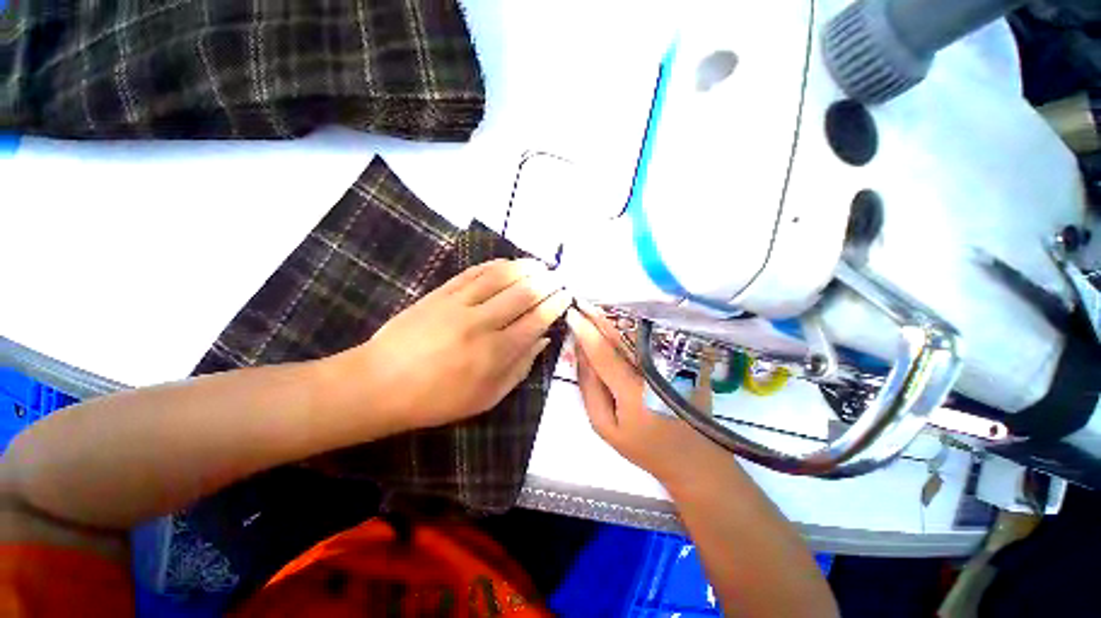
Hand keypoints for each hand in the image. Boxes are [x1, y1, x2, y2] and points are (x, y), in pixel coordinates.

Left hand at [331, 259, 570, 432]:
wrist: (380, 384)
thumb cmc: (438, 399)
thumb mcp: (487, 397)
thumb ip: (520, 368)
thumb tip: (543, 340)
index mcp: (496, 352)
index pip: (536, 320)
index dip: (555, 305)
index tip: (567, 295)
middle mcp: (482, 323)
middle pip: (523, 294)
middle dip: (547, 282)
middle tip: (559, 277)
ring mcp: (459, 304)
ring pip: (500, 277)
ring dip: (525, 267)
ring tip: (540, 264)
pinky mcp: (440, 293)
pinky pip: (473, 273)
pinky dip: (495, 265)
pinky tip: (507, 262)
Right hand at [566, 307, 734, 491]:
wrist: (693, 457)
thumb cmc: (644, 447)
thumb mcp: (606, 427)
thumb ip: (590, 390)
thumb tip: (581, 354)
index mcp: (633, 391)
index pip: (602, 351)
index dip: (585, 331)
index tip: (571, 314)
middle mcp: (654, 371)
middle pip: (621, 336)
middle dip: (598, 317)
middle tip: (581, 302)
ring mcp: (674, 364)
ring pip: (637, 334)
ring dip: (614, 319)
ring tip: (596, 308)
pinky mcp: (685, 362)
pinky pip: (653, 340)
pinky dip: (633, 329)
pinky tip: (620, 322)